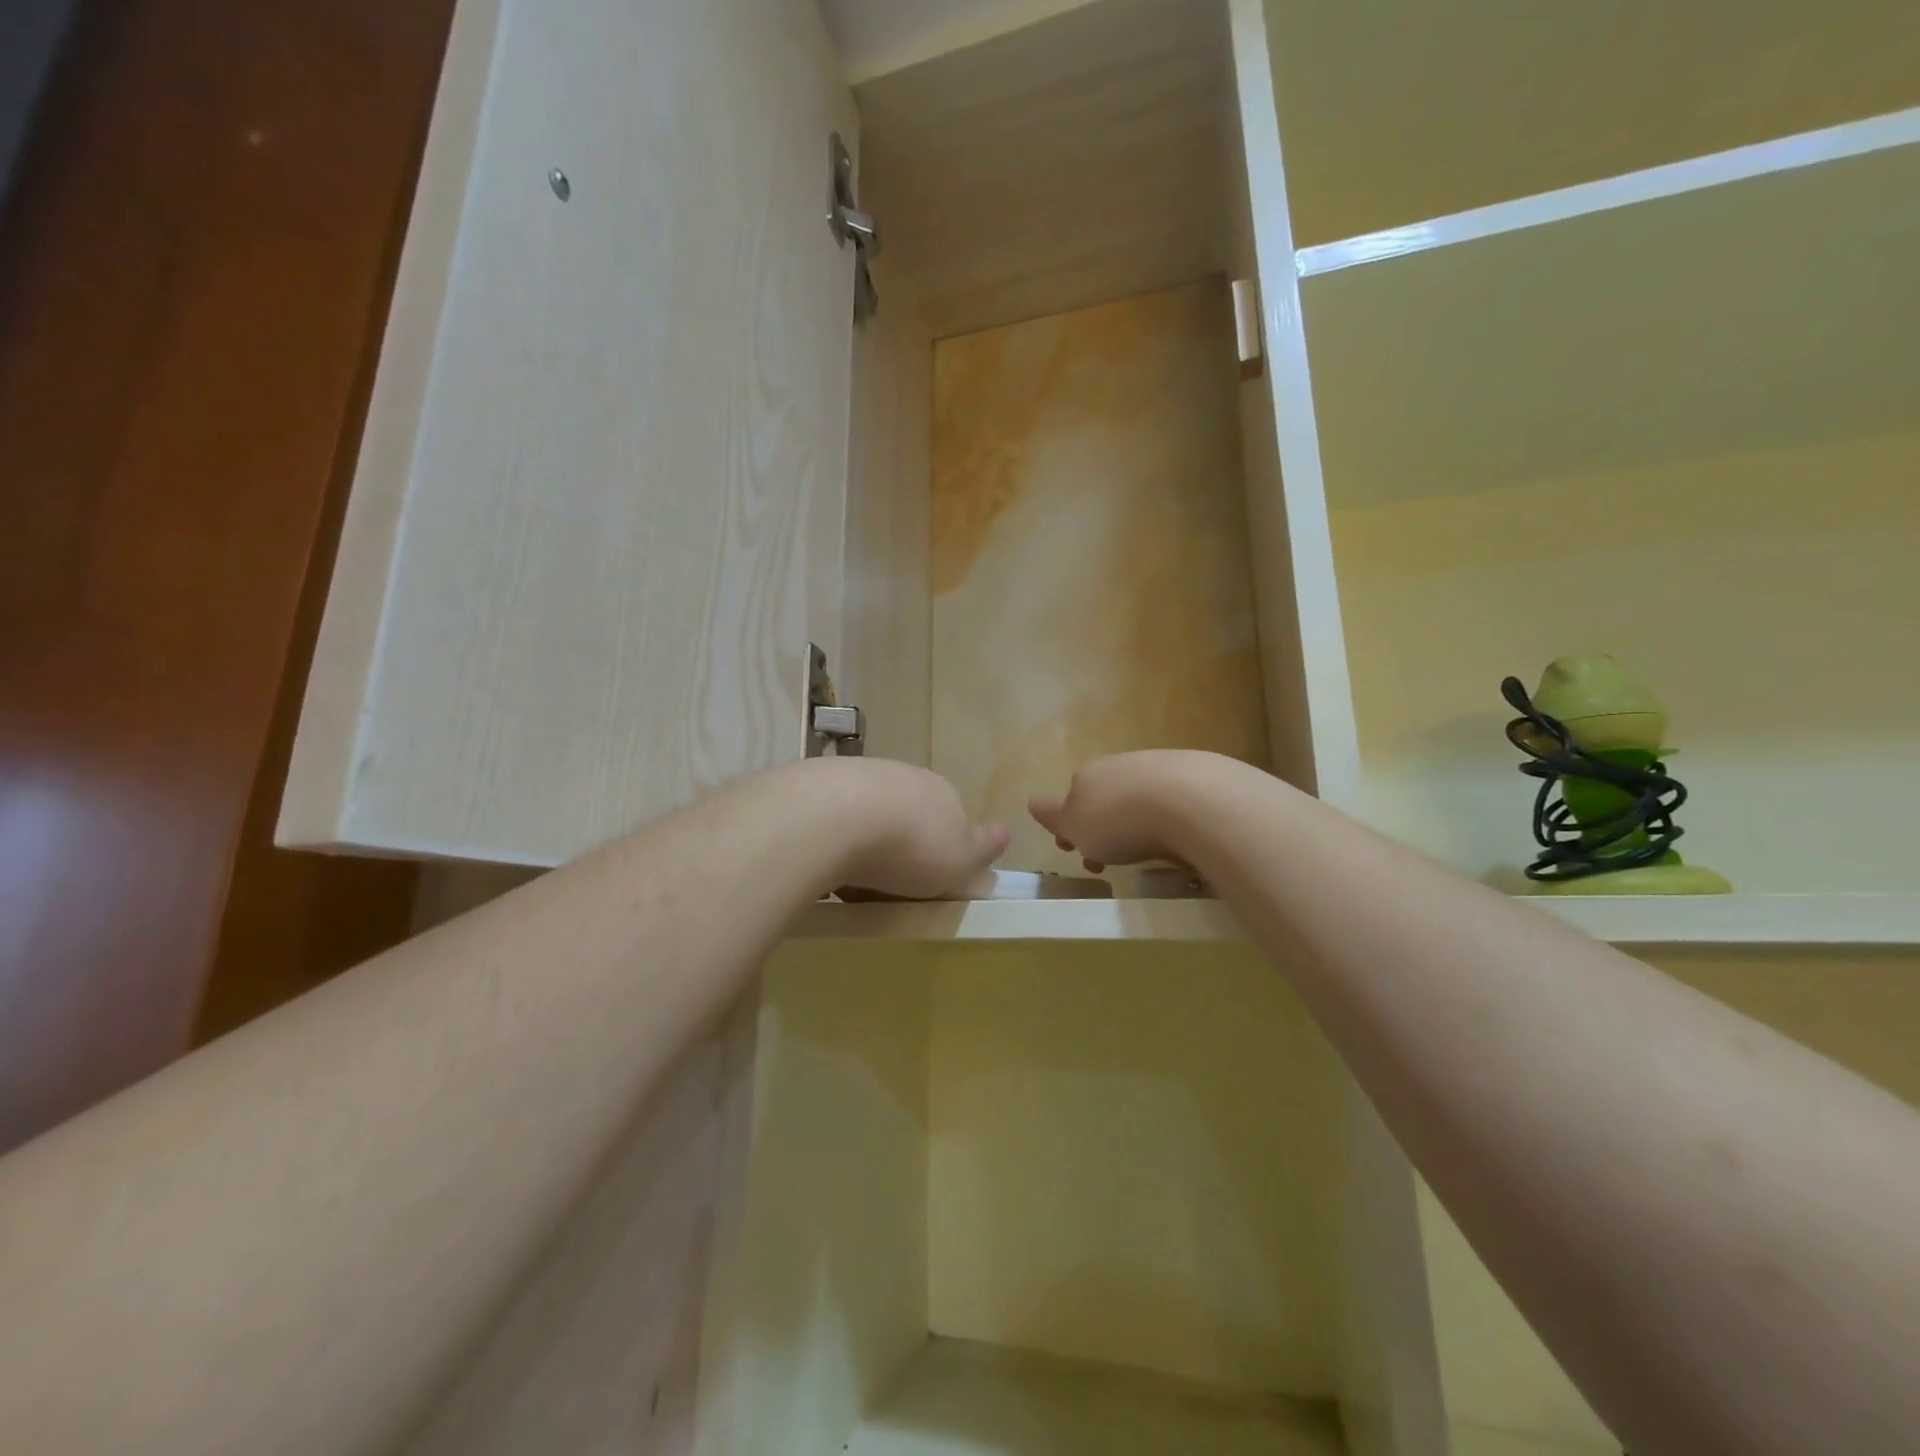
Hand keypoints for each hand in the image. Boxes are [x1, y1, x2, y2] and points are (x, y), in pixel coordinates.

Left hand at [829, 759, 1007, 899]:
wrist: (838, 817)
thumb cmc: (912, 847)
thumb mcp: (961, 860)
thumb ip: (983, 848)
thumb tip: (1005, 832)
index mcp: (943, 792)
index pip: (950, 816)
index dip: (940, 848)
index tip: (927, 879)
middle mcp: (904, 776)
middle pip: (907, 812)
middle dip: (899, 843)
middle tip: (887, 883)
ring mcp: (860, 774)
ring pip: (868, 812)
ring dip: (862, 841)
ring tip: (849, 880)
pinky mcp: (819, 782)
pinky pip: (832, 816)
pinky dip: (831, 838)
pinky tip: (822, 862)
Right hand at [1029, 750, 1209, 873]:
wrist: (1190, 801)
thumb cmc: (1119, 820)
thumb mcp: (1073, 825)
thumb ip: (1052, 815)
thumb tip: (1033, 802)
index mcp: (1087, 776)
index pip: (1069, 800)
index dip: (1069, 828)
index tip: (1075, 852)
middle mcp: (1120, 765)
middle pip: (1104, 799)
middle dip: (1103, 827)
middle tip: (1109, 860)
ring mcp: (1159, 767)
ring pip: (1138, 799)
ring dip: (1136, 824)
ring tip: (1146, 855)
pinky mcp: (1196, 776)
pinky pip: (1172, 801)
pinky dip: (1168, 818)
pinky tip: (1177, 838)